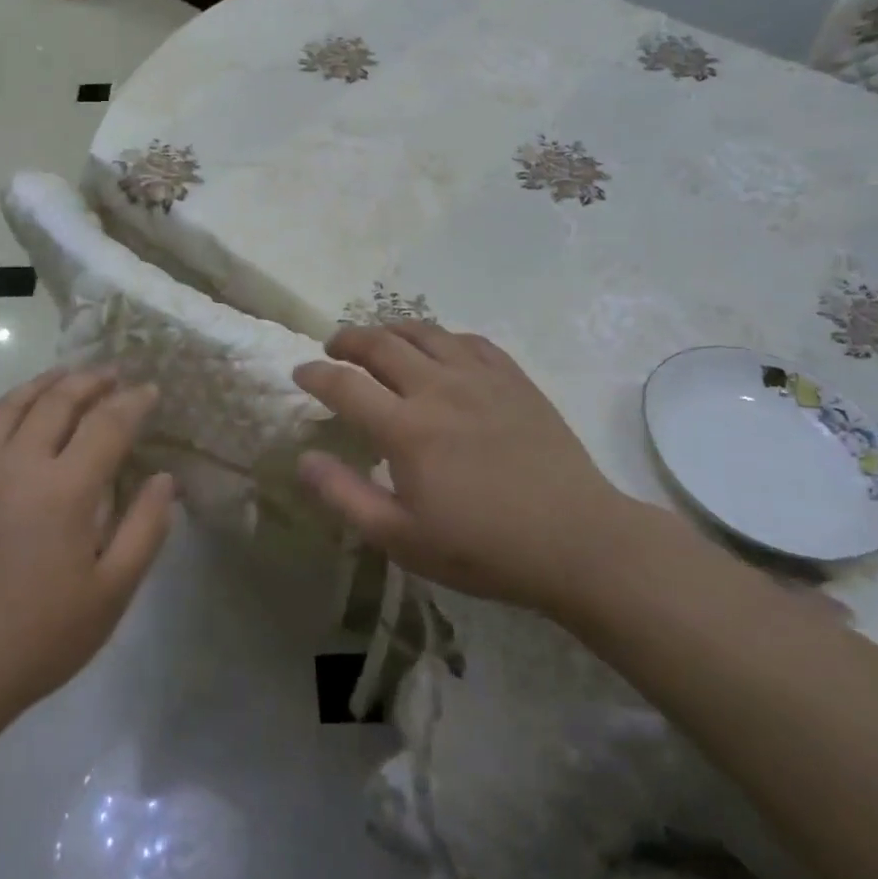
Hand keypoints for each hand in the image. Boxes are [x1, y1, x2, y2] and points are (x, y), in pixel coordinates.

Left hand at [0, 369, 174, 753]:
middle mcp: (18, 465)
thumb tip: (164, 479)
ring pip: (11, 406)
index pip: (107, 424)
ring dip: (44, 383)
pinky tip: (9, 417)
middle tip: (114, 373)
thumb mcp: (110, 594)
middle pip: (58, 400)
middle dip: (92, 380)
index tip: (151, 391)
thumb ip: (145, 529)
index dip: (133, 402)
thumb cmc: (38, 638)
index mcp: (64, 489)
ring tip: (66, 376)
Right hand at [294, 323, 637, 612]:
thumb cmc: (483, 549)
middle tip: (333, 346)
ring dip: (391, 329)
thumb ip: (345, 496)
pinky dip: (441, 337)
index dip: (315, 374)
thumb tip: (303, 460)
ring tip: (379, 339)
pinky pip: (468, 340)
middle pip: (380, 343)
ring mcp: (479, 377)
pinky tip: (439, 349)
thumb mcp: (402, 538)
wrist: (577, 541)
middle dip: (347, 339)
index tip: (300, 372)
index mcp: (406, 428)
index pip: (344, 384)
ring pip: (424, 332)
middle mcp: (437, 388)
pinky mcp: (513, 378)